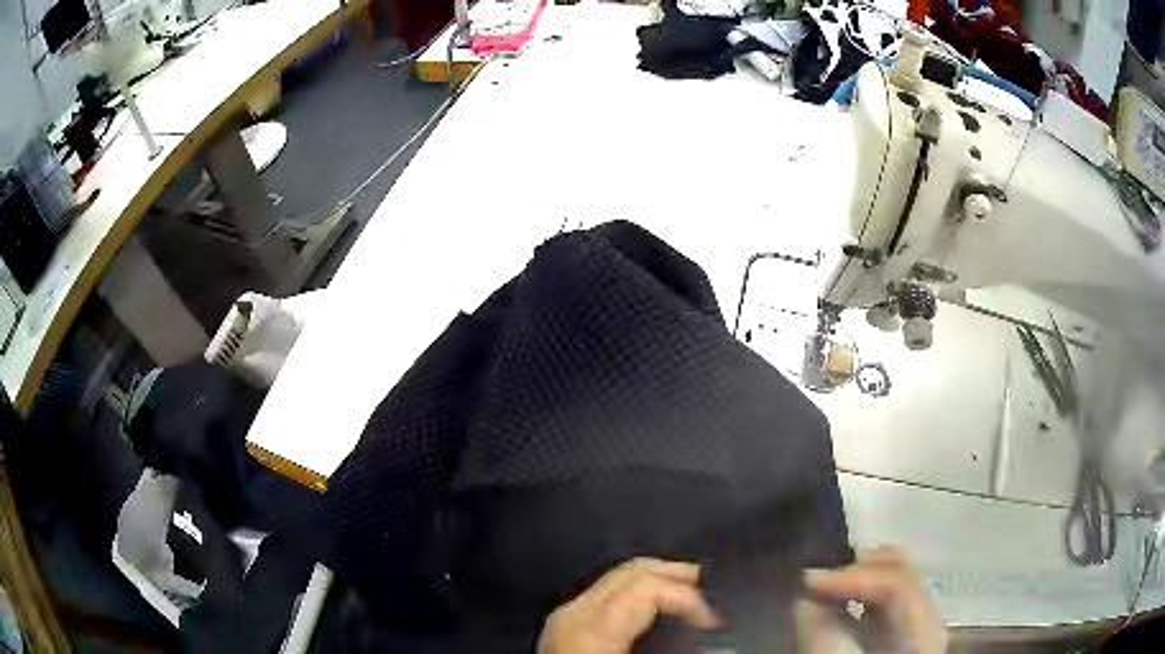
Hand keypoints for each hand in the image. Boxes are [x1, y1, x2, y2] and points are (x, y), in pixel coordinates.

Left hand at [537, 558, 721, 653]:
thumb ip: (671, 650)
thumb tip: (705, 637)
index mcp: (592, 630)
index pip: (648, 587)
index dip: (689, 598)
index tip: (714, 621)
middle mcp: (573, 614)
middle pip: (630, 571)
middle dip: (674, 575)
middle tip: (708, 588)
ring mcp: (564, 618)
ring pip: (617, 578)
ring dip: (656, 581)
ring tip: (688, 595)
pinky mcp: (563, 626)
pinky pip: (605, 594)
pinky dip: (636, 593)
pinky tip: (653, 608)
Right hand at [804, 547, 947, 653]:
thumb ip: (823, 635)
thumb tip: (804, 596)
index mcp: (924, 631)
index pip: (896, 583)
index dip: (851, 577)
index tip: (805, 581)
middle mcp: (928, 618)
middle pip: (900, 571)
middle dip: (854, 571)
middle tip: (813, 583)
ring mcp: (918, 624)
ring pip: (893, 580)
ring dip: (856, 580)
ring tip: (820, 589)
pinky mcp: (902, 634)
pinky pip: (883, 600)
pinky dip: (858, 595)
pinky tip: (836, 603)